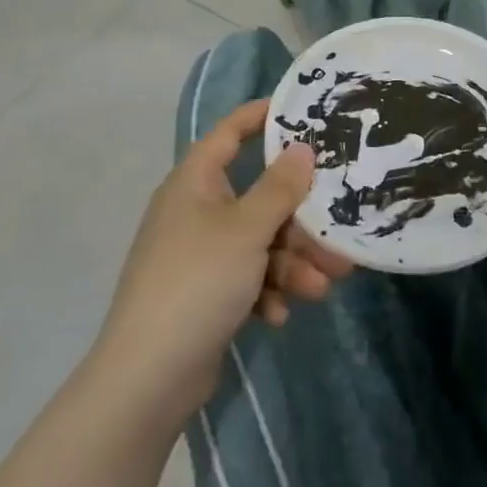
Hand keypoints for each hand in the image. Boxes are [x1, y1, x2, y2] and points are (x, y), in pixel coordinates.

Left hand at [96, 100, 352, 404]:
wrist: (147, 376)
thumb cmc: (197, 281)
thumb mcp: (247, 229)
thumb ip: (280, 187)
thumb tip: (302, 148)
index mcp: (195, 184)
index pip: (228, 134)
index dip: (260, 116)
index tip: (302, 110)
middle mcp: (196, 212)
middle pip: (259, 199)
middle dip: (300, 221)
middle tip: (338, 232)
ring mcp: (199, 255)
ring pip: (261, 244)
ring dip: (292, 264)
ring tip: (322, 287)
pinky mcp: (205, 294)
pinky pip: (248, 278)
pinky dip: (268, 292)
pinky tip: (278, 315)